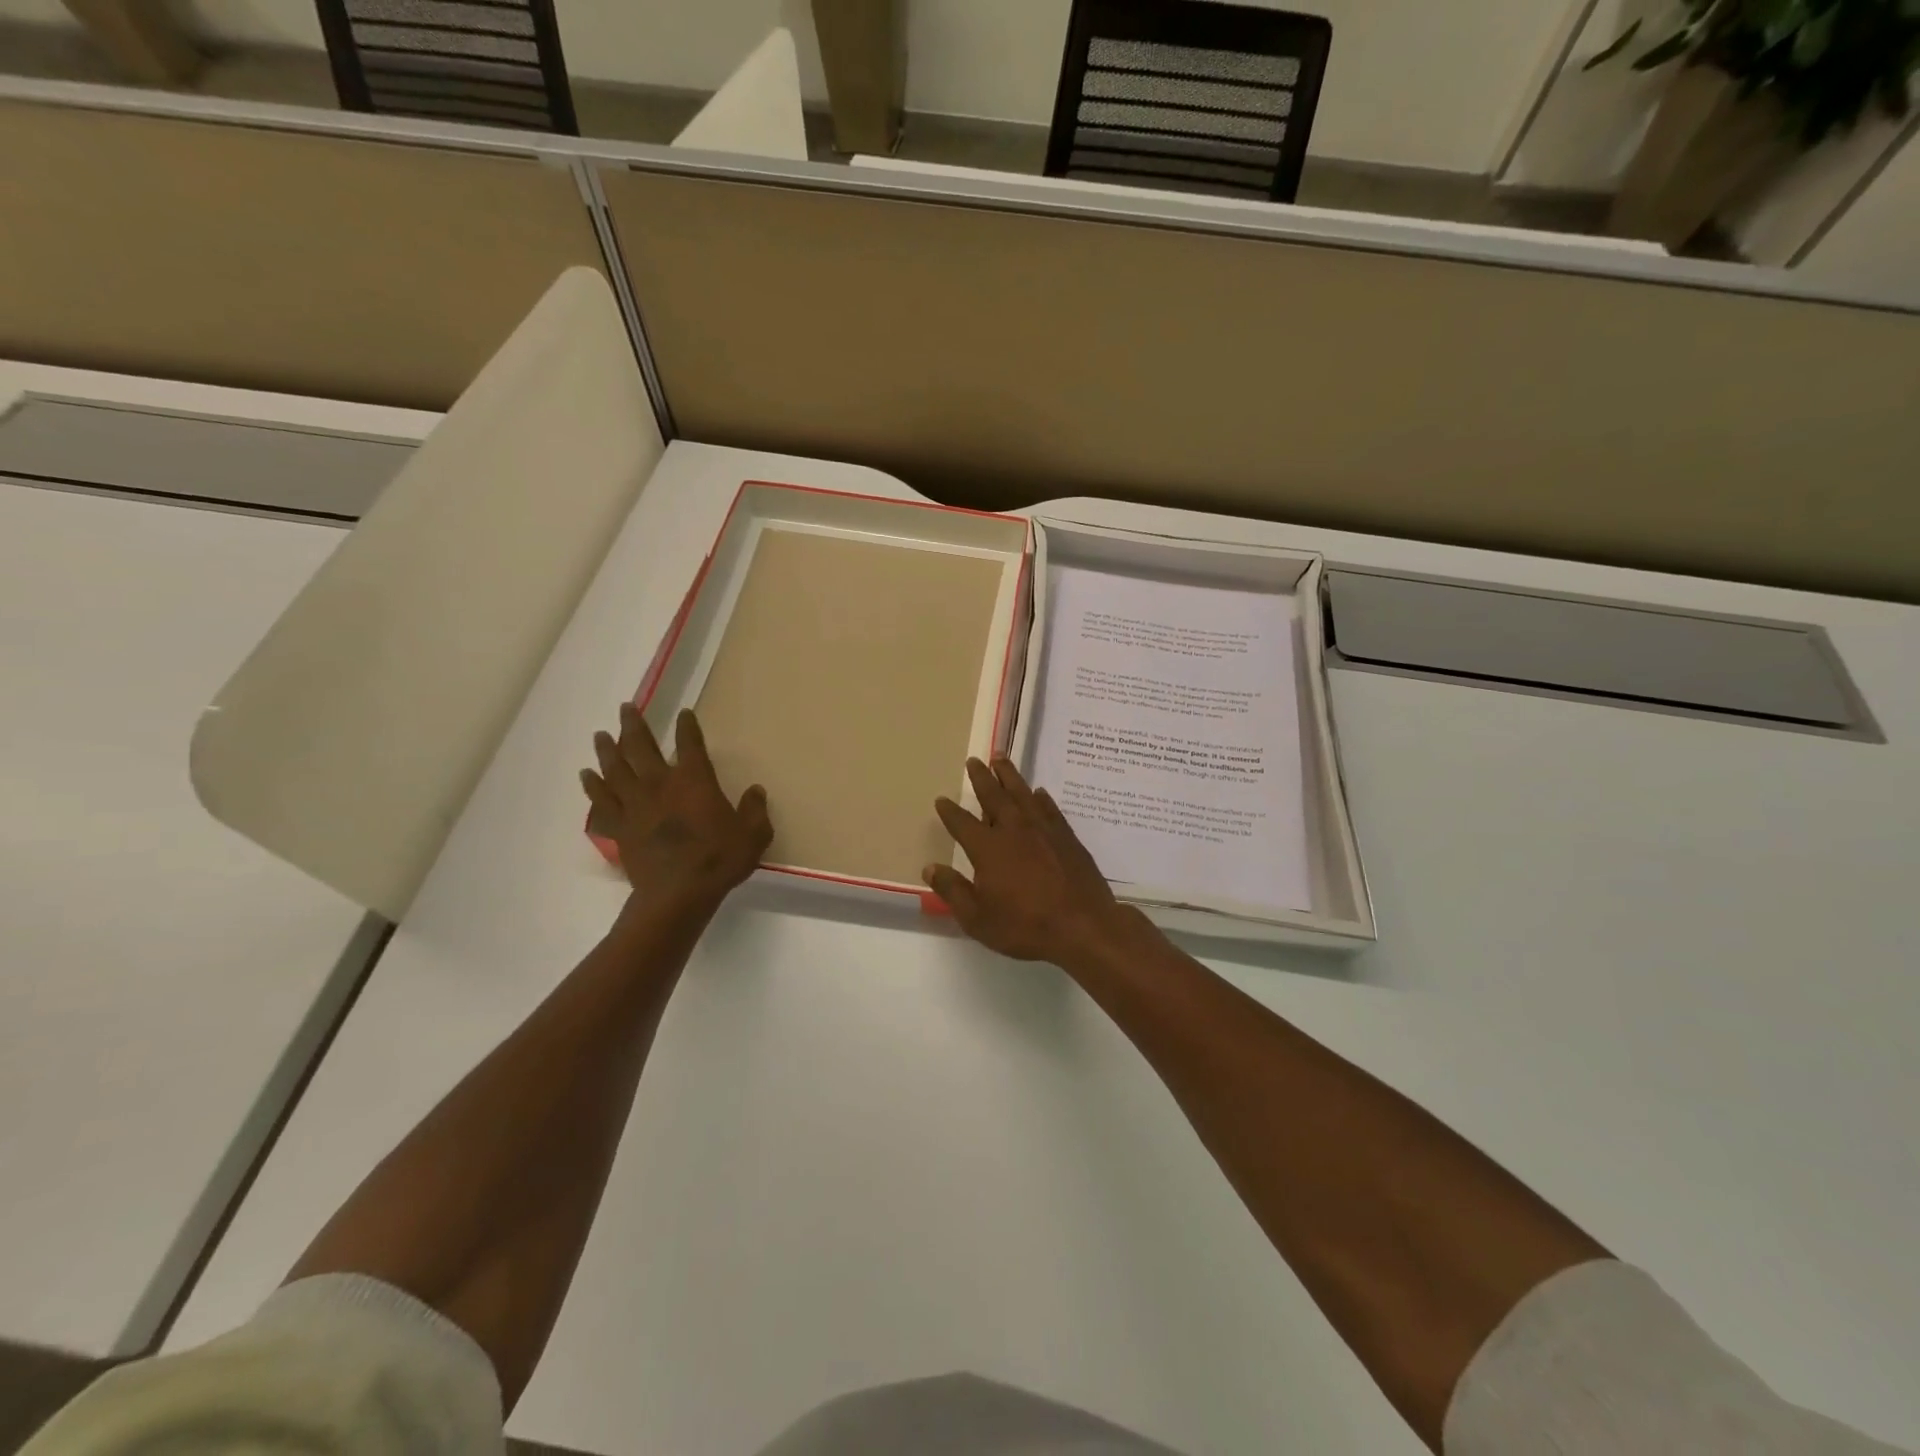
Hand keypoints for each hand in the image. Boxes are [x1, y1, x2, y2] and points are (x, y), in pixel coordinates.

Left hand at [582, 704, 771, 909]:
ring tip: (600, 735)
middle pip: (640, 747)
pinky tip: (586, 777)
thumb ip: (755, 810)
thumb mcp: (753, 834)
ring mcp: (635, 805)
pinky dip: (593, 787)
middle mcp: (660, 784)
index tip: (684, 713)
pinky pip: (601, 802)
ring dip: (607, 750)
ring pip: (615, 770)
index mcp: (694, 780)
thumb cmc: (719, 860)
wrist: (677, 894)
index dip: (687, 726)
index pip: (690, 744)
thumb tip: (756, 791)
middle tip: (625, 708)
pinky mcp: (619, 827)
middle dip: (634, 725)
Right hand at [927, 758, 1127, 963]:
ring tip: (1001, 759)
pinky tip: (1039, 793)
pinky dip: (1041, 798)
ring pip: (1022, 794)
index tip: (942, 799)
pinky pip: (1050, 808)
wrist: (1083, 925)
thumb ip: (953, 891)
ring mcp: (1043, 830)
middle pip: (994, 796)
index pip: (962, 823)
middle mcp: (1014, 830)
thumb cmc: (1025, 926)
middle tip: (974, 760)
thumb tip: (930, 868)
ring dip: (1010, 776)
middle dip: (981, 778)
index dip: (950, 811)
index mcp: (988, 848)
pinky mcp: (1066, 836)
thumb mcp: (978, 918)